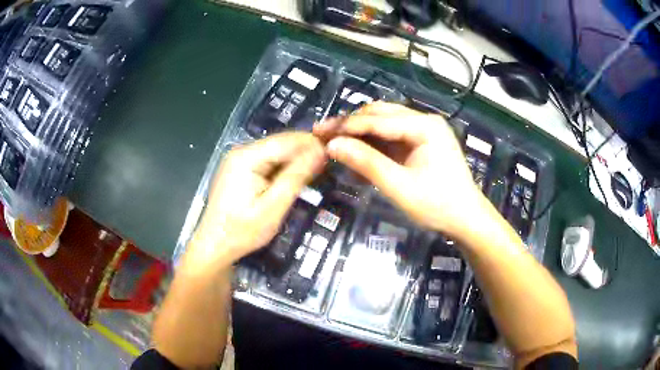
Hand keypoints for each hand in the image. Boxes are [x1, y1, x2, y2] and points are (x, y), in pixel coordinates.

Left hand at [188, 133, 325, 268]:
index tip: (333, 154)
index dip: (312, 144)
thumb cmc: (242, 231)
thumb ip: (296, 177)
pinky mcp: (239, 169)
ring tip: (315, 173)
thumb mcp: (273, 207)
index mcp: (247, 157)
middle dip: (304, 152)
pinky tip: (293, 179)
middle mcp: (241, 151)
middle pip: (280, 144)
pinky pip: (267, 162)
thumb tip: (320, 152)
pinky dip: (282, 168)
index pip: (287, 140)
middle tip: (327, 167)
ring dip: (295, 161)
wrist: (215, 246)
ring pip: (275, 152)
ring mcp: (238, 160)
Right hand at [314, 102, 483, 238]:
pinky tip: (356, 153)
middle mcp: (424, 121)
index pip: (377, 120)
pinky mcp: (421, 142)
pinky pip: (391, 137)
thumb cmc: (438, 205)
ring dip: (359, 133)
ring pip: (383, 124)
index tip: (318, 132)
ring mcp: (424, 130)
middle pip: (379, 115)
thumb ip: (367, 163)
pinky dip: (372, 144)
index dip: (346, 126)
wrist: (466, 219)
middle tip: (322, 135)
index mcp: (424, 126)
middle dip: (350, 125)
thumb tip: (333, 145)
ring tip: (334, 143)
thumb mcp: (400, 187)